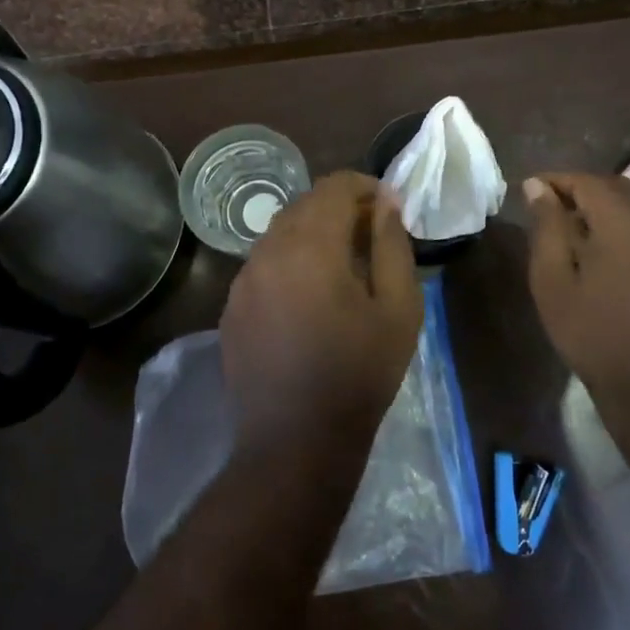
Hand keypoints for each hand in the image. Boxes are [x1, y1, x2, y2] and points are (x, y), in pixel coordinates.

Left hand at [219, 171, 422, 461]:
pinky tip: (308, 295)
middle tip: (370, 234)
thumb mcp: (399, 309)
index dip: (364, 187)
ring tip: (342, 264)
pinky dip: (289, 260)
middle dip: (340, 208)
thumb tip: (387, 203)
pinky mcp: (231, 306)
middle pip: (304, 204)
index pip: (334, 187)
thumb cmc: (358, 375)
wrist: (295, 443)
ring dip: (312, 233)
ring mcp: (243, 279)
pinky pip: (263, 264)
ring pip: (280, 232)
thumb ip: (393, 245)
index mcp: (310, 246)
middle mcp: (268, 251)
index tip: (388, 207)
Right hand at [523, 172, 629, 396]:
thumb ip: (547, 227)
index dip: (557, 181)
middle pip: (619, 187)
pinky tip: (619, 255)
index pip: (586, 181)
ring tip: (585, 229)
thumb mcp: (553, 281)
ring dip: (614, 207)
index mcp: (623, 220)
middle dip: (586, 190)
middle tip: (556, 207)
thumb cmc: (595, 334)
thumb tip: (538, 187)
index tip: (532, 190)